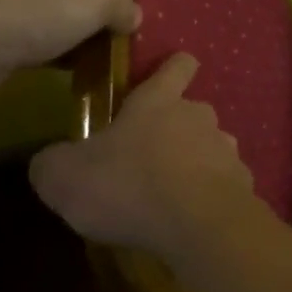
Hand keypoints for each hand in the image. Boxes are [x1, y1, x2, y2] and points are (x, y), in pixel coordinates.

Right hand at [30, 54, 257, 258]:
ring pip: (209, 148)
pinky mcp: (242, 185)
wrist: (198, 225)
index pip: (175, 67)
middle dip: (174, 130)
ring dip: (193, 164)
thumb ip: (52, 163)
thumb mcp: (65, 177)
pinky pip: (223, 184)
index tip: (173, 69)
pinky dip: (209, 197)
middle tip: (148, 159)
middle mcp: (198, 116)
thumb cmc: (128, 185)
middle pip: (191, 111)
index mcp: (158, 101)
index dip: (174, 66)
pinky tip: (191, 220)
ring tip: (170, 194)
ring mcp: (226, 149)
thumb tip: (48, 161)